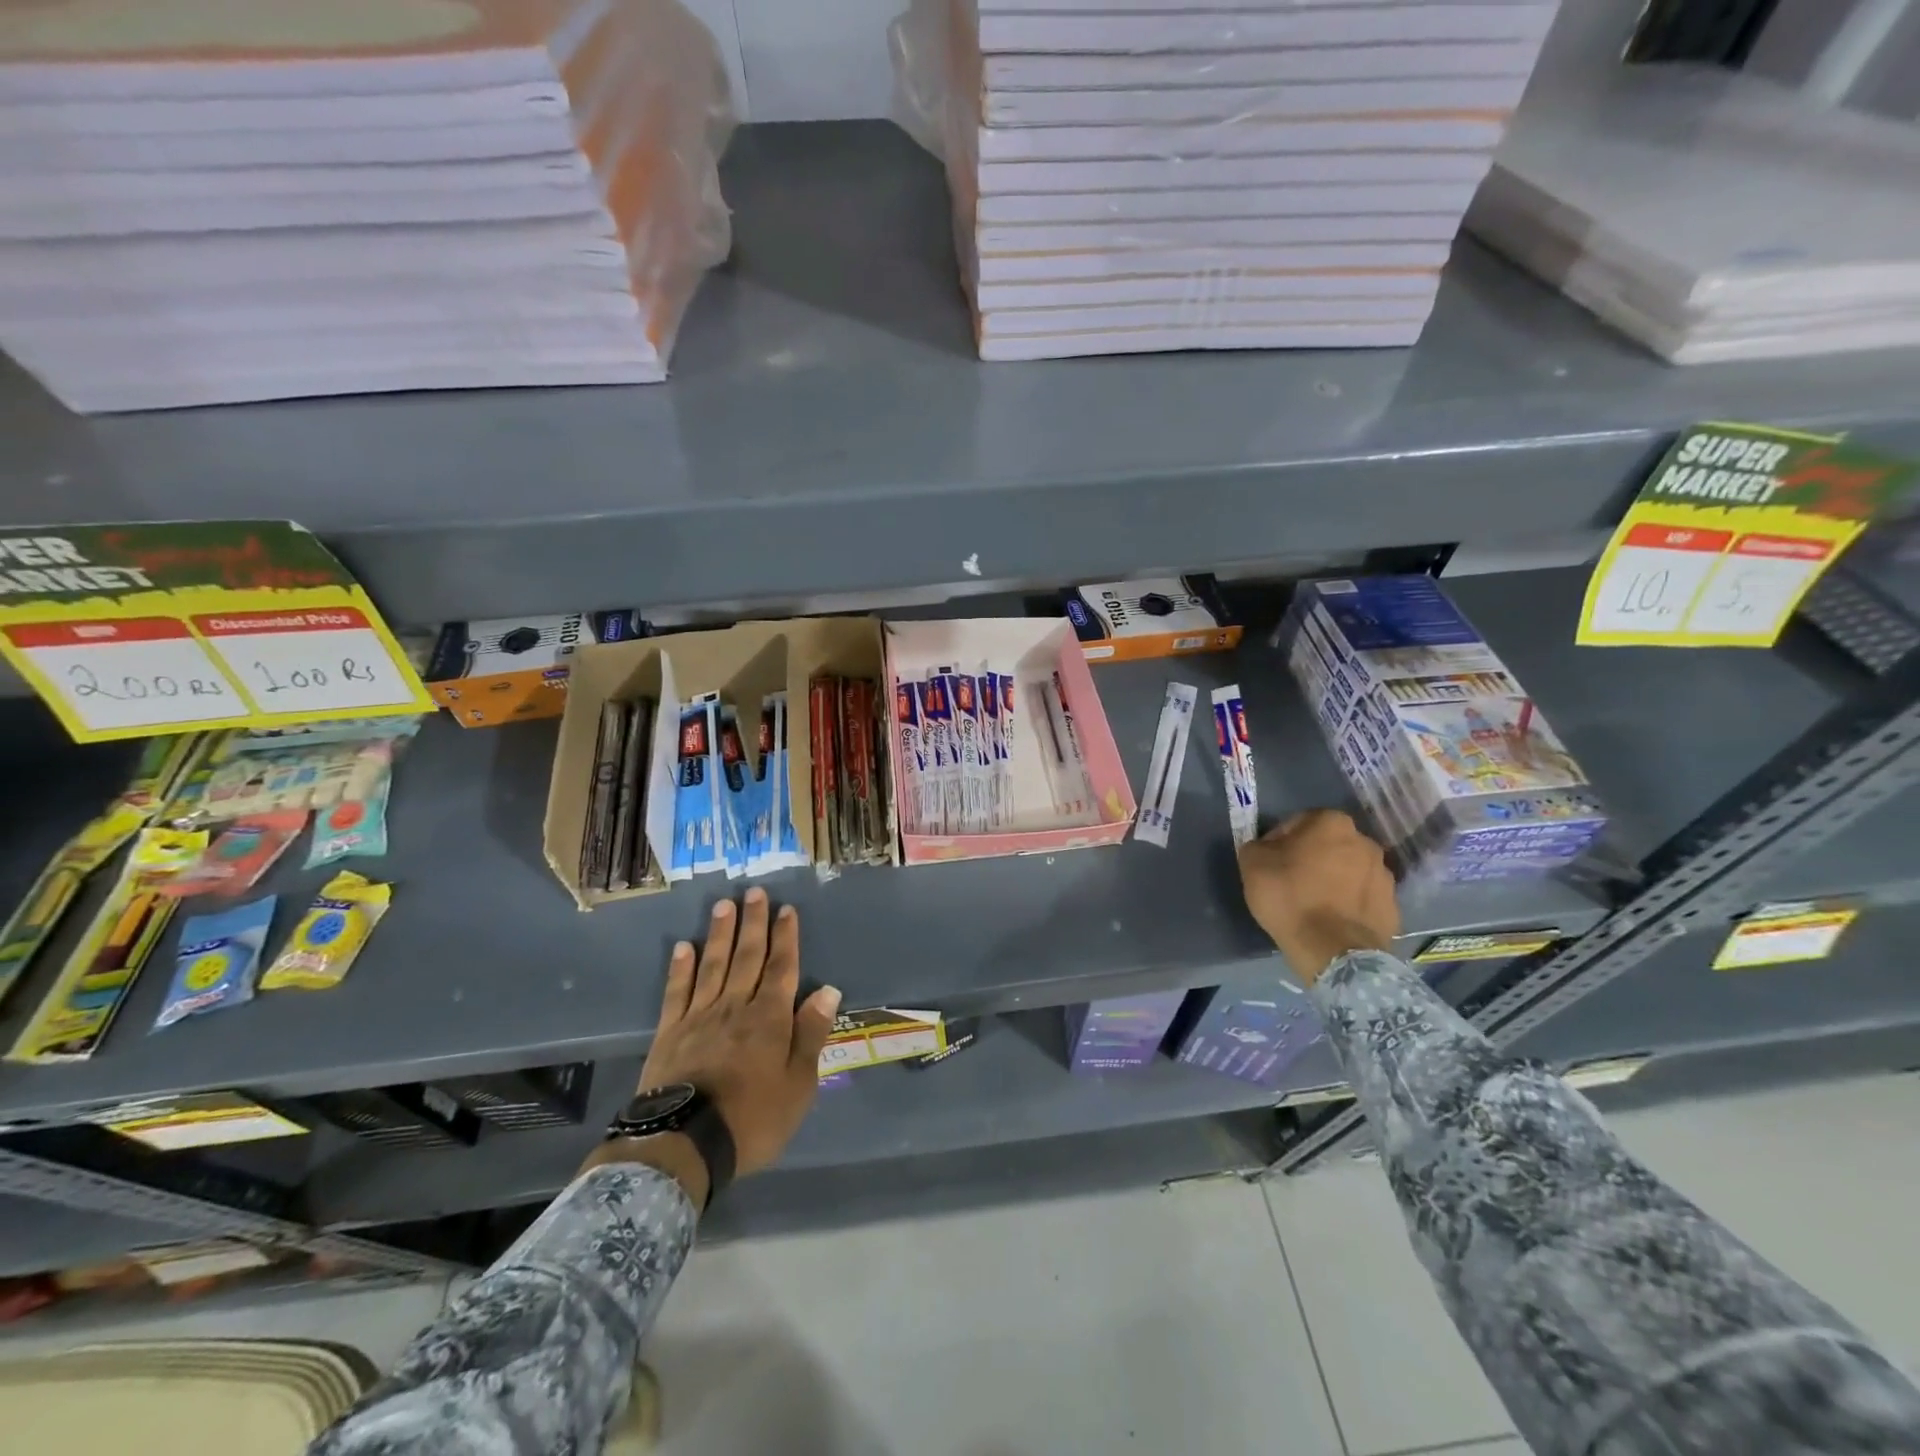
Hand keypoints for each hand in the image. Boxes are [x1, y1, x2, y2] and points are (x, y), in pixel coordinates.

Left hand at [636, 889, 840, 1175]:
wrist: (685, 1144)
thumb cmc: (753, 1118)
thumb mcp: (799, 1084)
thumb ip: (811, 1034)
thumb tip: (828, 990)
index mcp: (770, 1018)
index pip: (782, 967)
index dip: (786, 937)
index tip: (786, 909)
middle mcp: (736, 1007)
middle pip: (747, 957)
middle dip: (753, 923)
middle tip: (754, 892)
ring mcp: (699, 1016)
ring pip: (713, 965)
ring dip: (720, 934)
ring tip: (724, 905)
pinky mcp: (670, 1032)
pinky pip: (677, 991)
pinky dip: (681, 968)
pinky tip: (683, 947)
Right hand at [1237, 810, 1398, 985]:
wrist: (1332, 950)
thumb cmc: (1289, 897)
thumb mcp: (1252, 863)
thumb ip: (1258, 845)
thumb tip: (1267, 849)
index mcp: (1332, 823)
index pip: (1297, 823)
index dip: (1278, 842)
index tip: (1269, 863)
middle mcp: (1365, 842)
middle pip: (1328, 845)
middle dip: (1311, 858)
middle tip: (1291, 881)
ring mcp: (1384, 875)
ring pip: (1348, 871)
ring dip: (1333, 880)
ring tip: (1313, 904)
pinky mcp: (1392, 907)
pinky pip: (1362, 898)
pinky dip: (1348, 904)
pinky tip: (1331, 920)